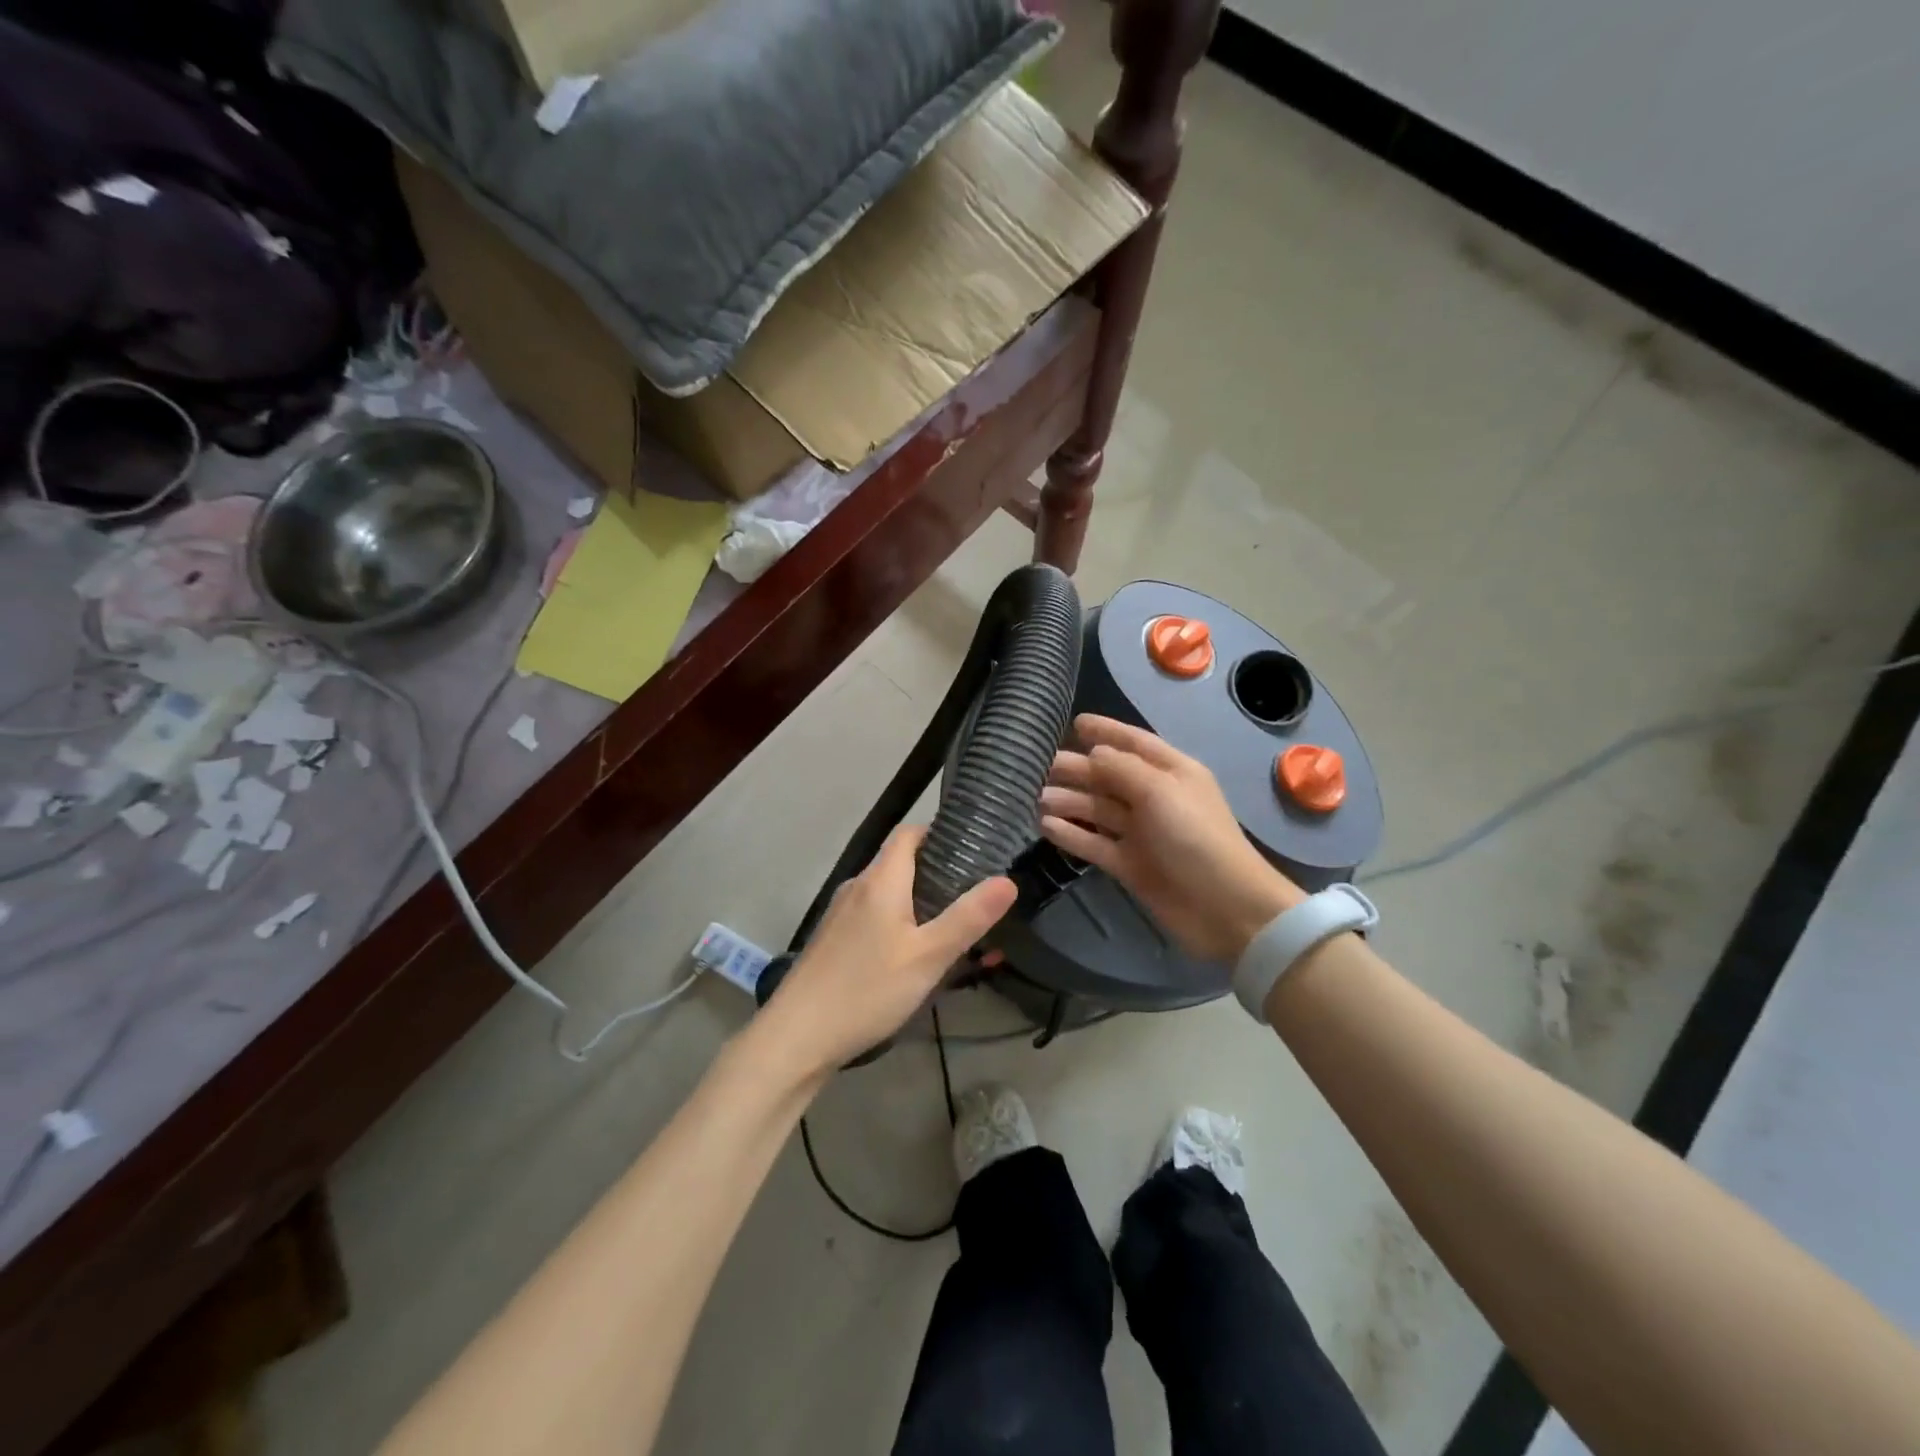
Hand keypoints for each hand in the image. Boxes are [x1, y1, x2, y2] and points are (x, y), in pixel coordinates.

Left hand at [758, 826, 1015, 1080]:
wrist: (797, 1037)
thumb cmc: (867, 989)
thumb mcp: (928, 956)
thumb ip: (968, 917)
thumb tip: (1007, 880)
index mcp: (880, 879)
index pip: (909, 833)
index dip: (940, 833)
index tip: (974, 850)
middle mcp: (857, 887)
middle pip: (900, 863)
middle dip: (938, 873)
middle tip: (975, 896)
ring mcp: (841, 915)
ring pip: (889, 894)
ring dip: (920, 903)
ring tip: (953, 929)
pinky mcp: (834, 940)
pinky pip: (874, 918)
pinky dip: (900, 924)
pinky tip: (915, 956)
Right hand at [1039, 715, 1302, 963]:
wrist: (1224, 908)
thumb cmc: (1195, 837)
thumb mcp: (1160, 791)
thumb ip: (1122, 768)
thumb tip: (1095, 751)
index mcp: (1171, 773)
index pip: (1135, 743)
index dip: (1106, 731)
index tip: (1075, 722)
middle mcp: (1154, 798)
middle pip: (1109, 777)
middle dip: (1077, 769)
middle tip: (1039, 766)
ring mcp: (1141, 833)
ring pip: (1097, 810)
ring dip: (1069, 801)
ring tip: (1036, 797)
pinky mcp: (1129, 864)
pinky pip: (1094, 843)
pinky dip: (1071, 834)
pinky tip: (1045, 825)